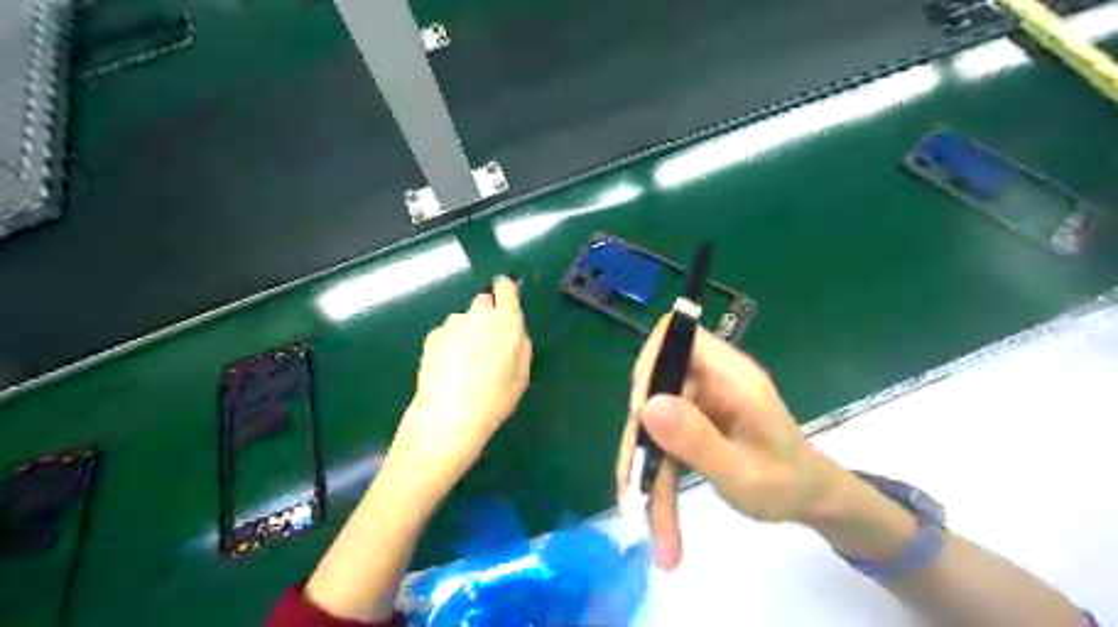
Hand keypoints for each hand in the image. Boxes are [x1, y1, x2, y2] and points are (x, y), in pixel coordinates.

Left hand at [384, 276, 531, 505]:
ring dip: (467, 331)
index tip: (504, 298)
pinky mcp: (432, 335)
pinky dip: (450, 343)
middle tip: (487, 343)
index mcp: (507, 322)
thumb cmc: (494, 399)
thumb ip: (521, 345)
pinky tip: (449, 368)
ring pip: (464, 319)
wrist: (448, 416)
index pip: (506, 288)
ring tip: (465, 363)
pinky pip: (447, 332)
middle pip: (484, 301)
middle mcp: (479, 315)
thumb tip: (514, 330)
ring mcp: (452, 323)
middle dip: (487, 315)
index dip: (505, 290)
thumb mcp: (522, 375)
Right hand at [614, 316, 832, 570]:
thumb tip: (646, 405)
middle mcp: (712, 377)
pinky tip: (655, 508)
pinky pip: (662, 433)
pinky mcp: (694, 416)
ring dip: (644, 462)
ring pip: (653, 416)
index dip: (650, 363)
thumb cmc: (787, 484)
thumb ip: (697, 439)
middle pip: (655, 384)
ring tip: (641, 512)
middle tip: (633, 484)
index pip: (677, 336)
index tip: (639, 412)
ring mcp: (702, 397)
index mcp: (731, 376)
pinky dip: (655, 467)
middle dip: (640, 434)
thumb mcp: (743, 473)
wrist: (810, 497)